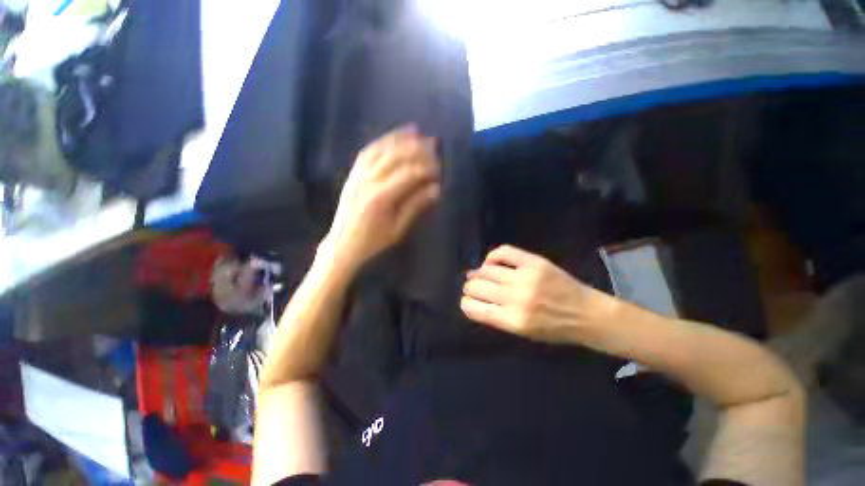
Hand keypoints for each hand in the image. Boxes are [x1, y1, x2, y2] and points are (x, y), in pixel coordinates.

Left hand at [321, 125, 440, 271]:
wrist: (342, 245)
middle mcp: (368, 181)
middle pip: (395, 157)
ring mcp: (357, 176)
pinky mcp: (352, 175)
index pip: (409, 174)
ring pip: (381, 150)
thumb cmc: (372, 241)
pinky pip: (367, 153)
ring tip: (415, 131)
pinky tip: (391, 138)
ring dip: (399, 139)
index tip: (440, 169)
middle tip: (433, 144)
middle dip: (416, 148)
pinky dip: (381, 142)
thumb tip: (435, 189)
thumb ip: (415, 206)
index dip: (426, 169)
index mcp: (381, 197)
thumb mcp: (398, 229)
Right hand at [461, 245, 616, 343]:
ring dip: (478, 273)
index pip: (475, 309)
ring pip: (486, 270)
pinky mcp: (533, 262)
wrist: (586, 314)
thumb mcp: (523, 333)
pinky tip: (491, 261)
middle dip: (470, 287)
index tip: (466, 301)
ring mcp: (525, 277)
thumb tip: (476, 300)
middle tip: (472, 287)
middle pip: (477, 287)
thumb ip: (498, 317)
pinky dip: (493, 256)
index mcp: (513, 320)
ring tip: (479, 274)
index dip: (466, 303)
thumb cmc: (554, 329)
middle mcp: (516, 298)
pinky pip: (503, 252)